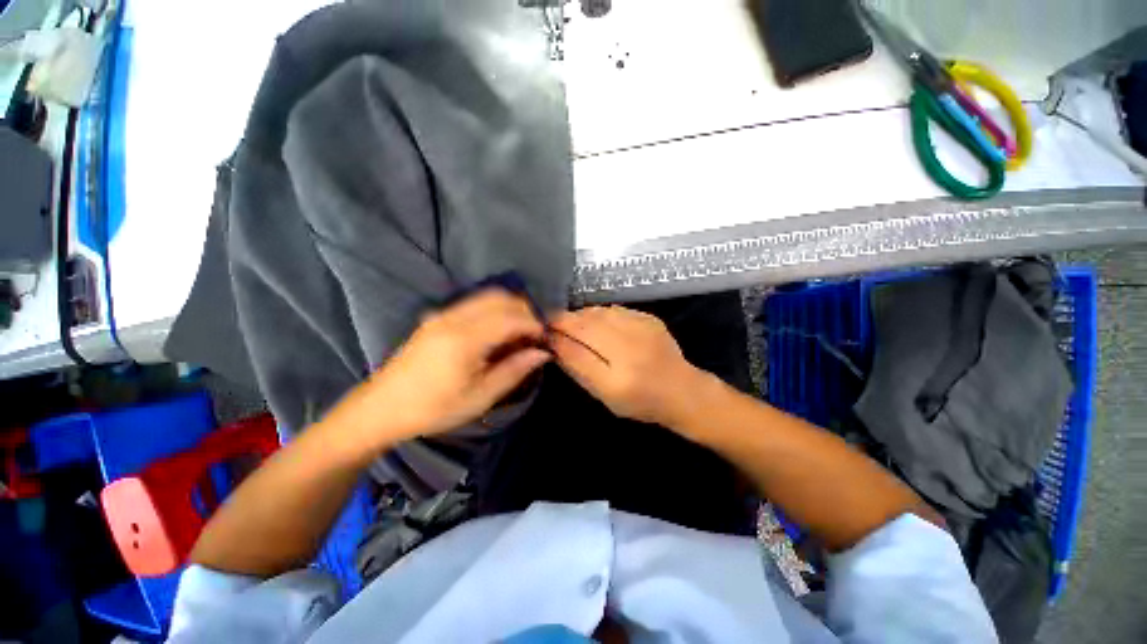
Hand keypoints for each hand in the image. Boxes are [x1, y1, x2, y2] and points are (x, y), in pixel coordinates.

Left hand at [334, 290, 550, 448]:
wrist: (382, 407)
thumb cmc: (434, 408)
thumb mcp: (480, 397)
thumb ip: (514, 370)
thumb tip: (542, 353)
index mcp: (465, 339)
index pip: (511, 317)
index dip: (534, 324)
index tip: (546, 338)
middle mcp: (454, 317)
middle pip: (500, 298)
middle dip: (525, 310)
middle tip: (535, 334)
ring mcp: (443, 313)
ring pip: (488, 296)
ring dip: (510, 308)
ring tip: (519, 332)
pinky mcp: (437, 316)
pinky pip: (474, 303)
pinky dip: (494, 309)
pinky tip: (497, 331)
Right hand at [549, 306, 704, 425]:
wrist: (682, 390)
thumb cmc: (640, 401)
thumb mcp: (604, 394)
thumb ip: (578, 368)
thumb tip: (554, 343)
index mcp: (617, 375)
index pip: (577, 346)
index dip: (557, 333)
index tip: (542, 329)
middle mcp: (630, 347)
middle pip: (587, 324)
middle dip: (566, 320)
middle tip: (554, 323)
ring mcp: (642, 328)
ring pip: (599, 313)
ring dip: (581, 316)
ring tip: (573, 323)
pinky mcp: (649, 318)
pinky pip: (615, 310)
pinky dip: (600, 314)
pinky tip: (597, 322)